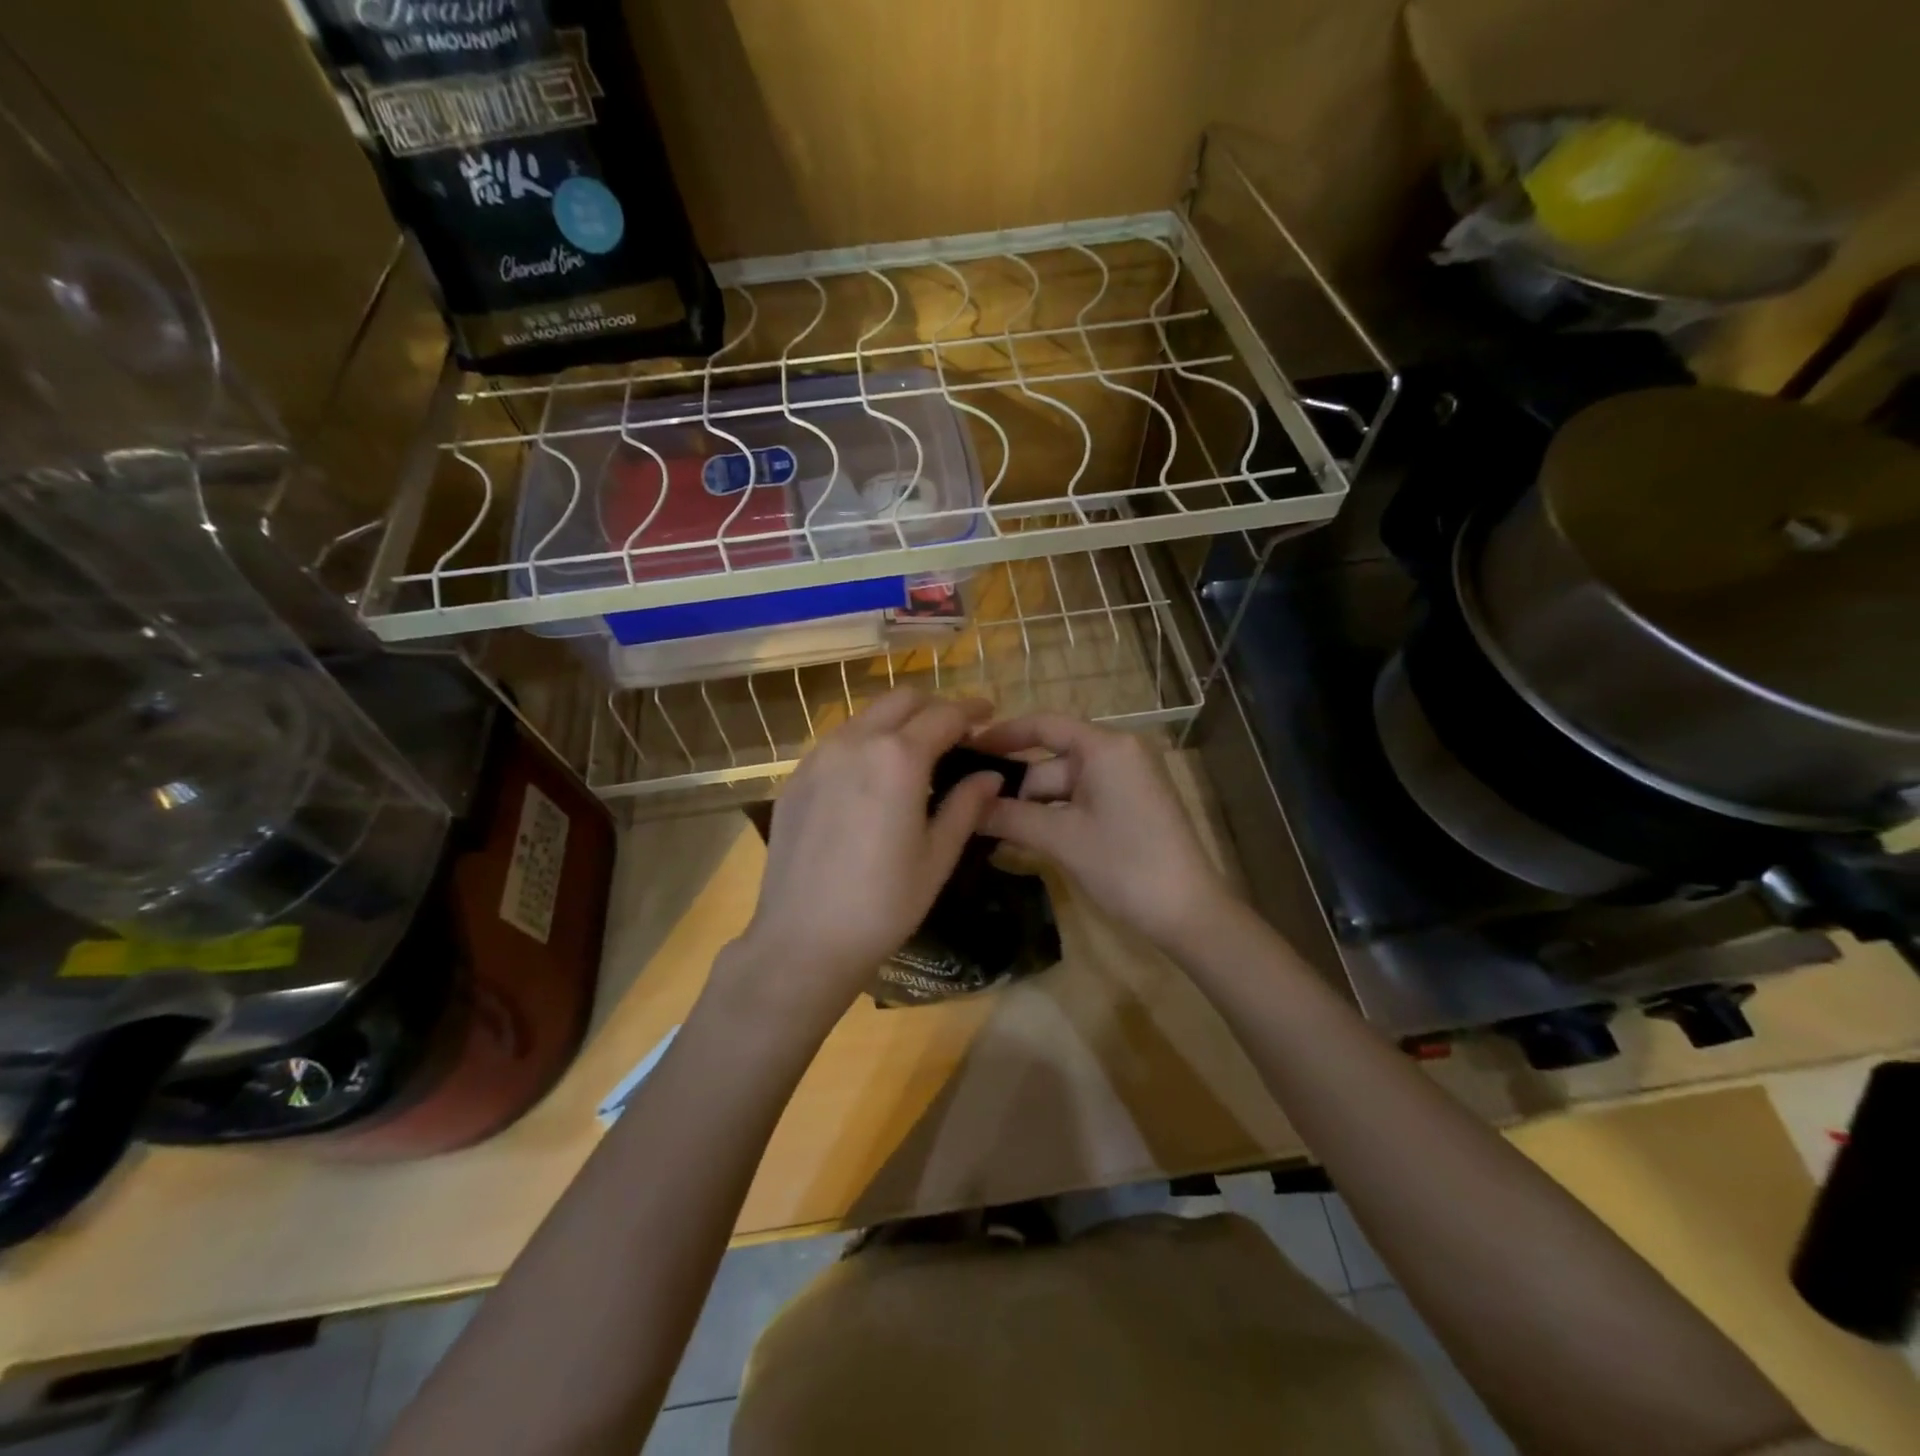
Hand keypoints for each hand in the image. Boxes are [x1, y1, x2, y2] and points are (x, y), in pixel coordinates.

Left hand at [714, 690, 1004, 1027]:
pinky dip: (865, 743)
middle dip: (934, 707)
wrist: (803, 939)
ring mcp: (819, 757)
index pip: (944, 715)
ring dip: (897, 722)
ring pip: (866, 716)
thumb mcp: (937, 856)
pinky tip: (871, 779)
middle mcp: (856, 742)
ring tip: (914, 753)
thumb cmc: (883, 903)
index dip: (971, 710)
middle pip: (902, 700)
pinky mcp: (796, 777)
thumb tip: (990, 776)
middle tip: (955, 733)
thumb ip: (966, 805)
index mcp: (899, 758)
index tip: (987, 715)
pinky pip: (838, 741)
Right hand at [972, 714, 1235, 952]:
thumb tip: (965, 807)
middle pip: (1050, 761)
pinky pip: (1080, 802)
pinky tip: (1022, 838)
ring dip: (1030, 808)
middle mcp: (1117, 754)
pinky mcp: (1129, 807)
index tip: (965, 748)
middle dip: (1013, 787)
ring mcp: (1125, 782)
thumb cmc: (1124, 865)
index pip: (1044, 725)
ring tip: (987, 829)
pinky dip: (1053, 817)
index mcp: (1106, 747)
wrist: (1187, 912)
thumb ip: (1010, 816)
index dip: (1002, 735)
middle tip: (968, 808)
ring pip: (1062, 786)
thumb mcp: (1061, 839)